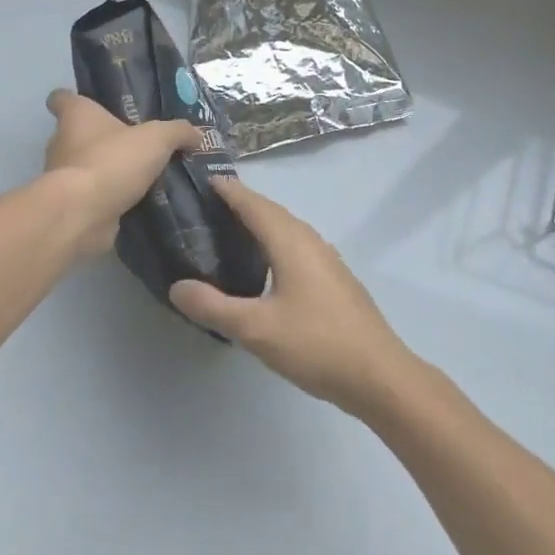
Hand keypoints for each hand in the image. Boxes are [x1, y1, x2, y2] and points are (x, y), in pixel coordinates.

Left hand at [43, 90, 200, 257]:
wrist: (83, 213)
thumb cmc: (113, 160)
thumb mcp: (157, 138)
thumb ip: (178, 132)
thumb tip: (197, 134)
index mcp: (76, 116)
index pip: (61, 98)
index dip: (72, 100)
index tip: (92, 105)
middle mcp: (61, 143)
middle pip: (77, 135)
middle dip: (102, 140)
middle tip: (135, 145)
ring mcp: (62, 177)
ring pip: (85, 167)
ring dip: (107, 171)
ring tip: (141, 176)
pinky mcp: (70, 205)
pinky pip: (92, 196)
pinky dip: (109, 198)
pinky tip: (136, 202)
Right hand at [170, 180, 417, 415]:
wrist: (378, 375)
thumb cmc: (315, 344)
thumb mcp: (256, 329)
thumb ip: (213, 306)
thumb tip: (177, 286)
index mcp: (291, 242)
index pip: (254, 204)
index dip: (229, 190)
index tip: (202, 179)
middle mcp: (310, 241)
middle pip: (272, 212)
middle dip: (242, 203)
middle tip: (207, 206)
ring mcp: (327, 260)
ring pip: (287, 229)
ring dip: (260, 223)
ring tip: (229, 231)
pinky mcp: (334, 279)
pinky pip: (297, 246)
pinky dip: (274, 243)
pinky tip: (264, 265)